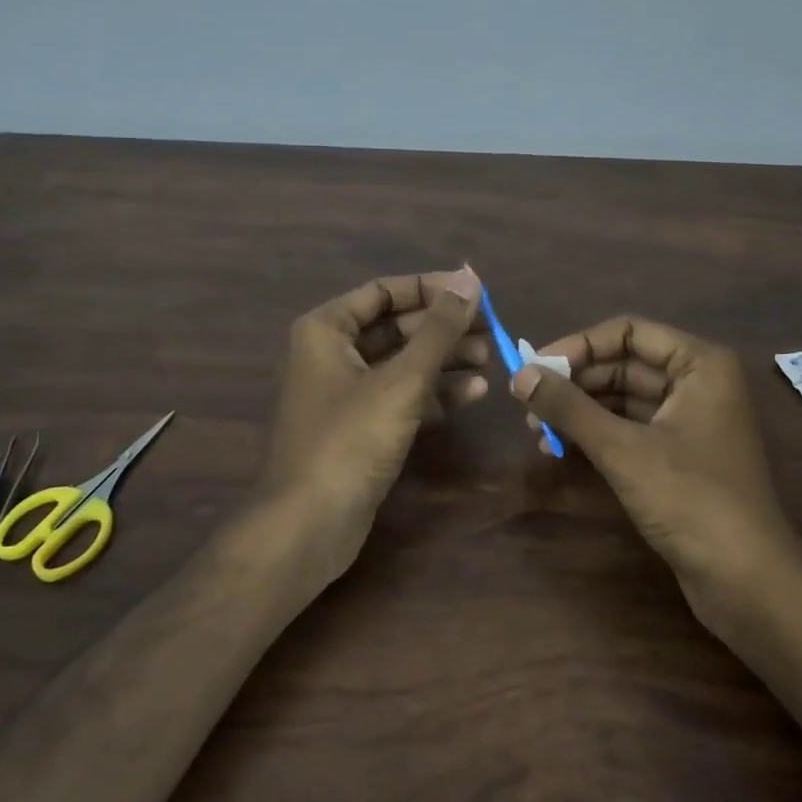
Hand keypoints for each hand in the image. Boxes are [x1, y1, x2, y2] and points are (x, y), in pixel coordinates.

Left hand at [256, 267, 488, 586]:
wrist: (309, 523)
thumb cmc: (350, 439)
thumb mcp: (401, 380)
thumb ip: (439, 329)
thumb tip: (471, 278)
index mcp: (326, 330)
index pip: (384, 291)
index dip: (431, 288)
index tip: (475, 292)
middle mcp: (331, 354)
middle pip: (396, 328)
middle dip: (443, 328)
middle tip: (491, 330)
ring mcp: (345, 394)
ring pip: (402, 364)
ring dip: (445, 360)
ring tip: (490, 359)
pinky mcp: (360, 428)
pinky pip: (401, 397)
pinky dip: (434, 393)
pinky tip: (473, 393)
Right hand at [509, 315, 801, 609]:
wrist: (745, 579)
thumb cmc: (690, 499)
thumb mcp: (622, 449)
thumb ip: (569, 407)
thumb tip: (518, 375)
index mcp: (700, 364)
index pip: (628, 332)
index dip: (578, 345)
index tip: (535, 367)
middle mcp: (698, 383)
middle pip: (624, 363)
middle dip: (575, 382)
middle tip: (527, 402)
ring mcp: (690, 420)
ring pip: (623, 398)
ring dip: (579, 410)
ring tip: (535, 429)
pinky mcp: (679, 455)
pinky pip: (630, 428)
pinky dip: (595, 434)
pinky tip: (558, 448)